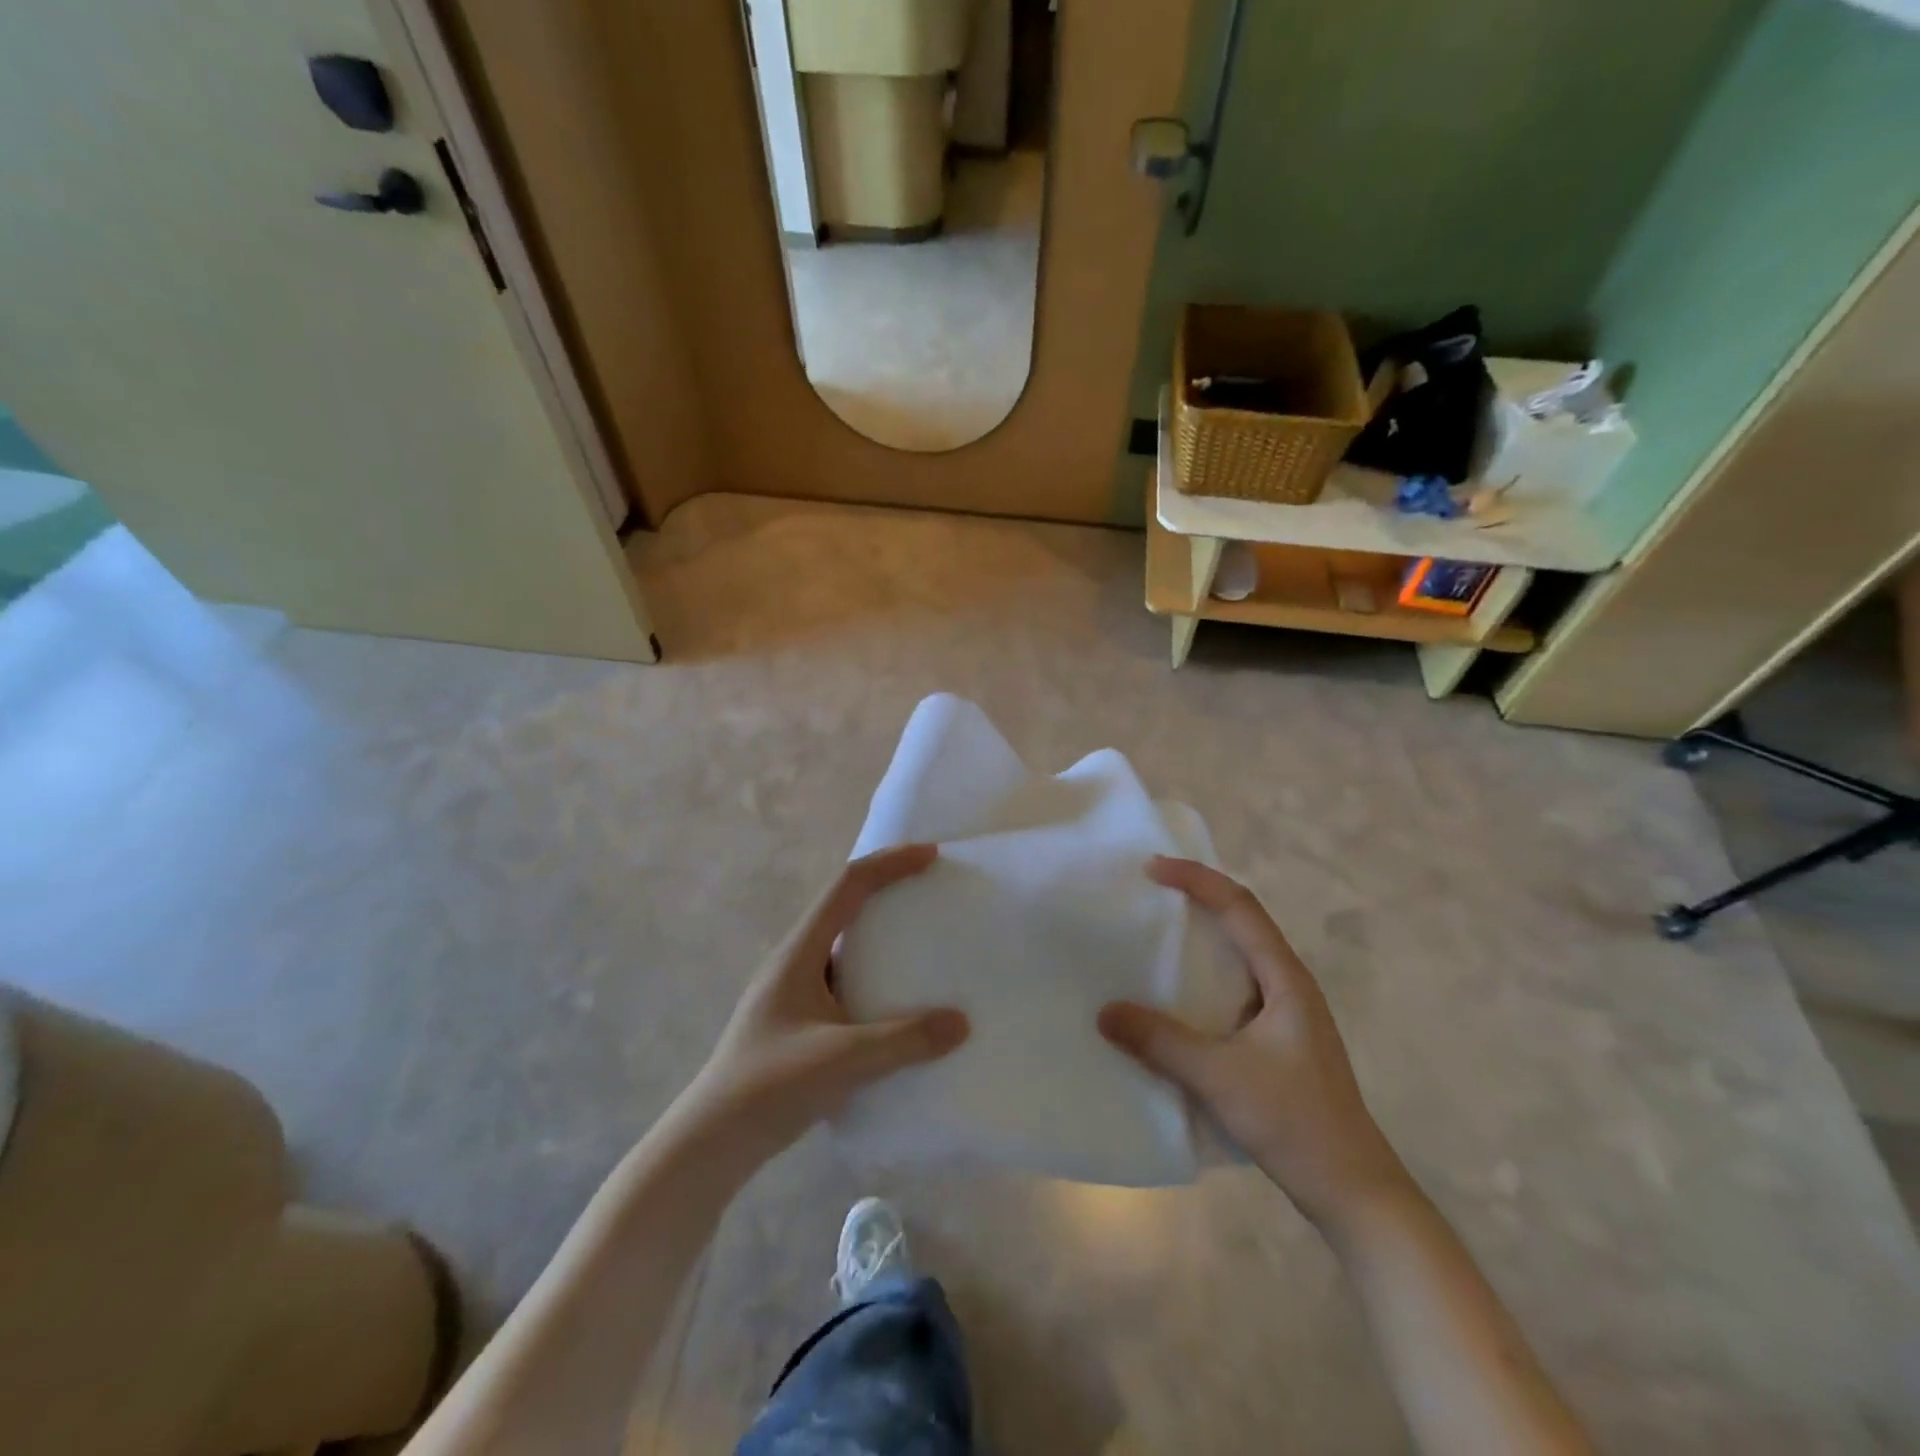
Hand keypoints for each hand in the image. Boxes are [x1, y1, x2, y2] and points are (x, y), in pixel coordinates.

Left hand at [688, 844, 969, 1153]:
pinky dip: (873, 974)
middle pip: (844, 905)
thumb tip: (961, 1022)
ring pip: (843, 944)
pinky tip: (896, 1003)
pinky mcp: (797, 1020)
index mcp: (800, 952)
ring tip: (922, 943)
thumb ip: (905, 1041)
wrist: (711, 1143)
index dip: (889, 862)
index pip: (848, 885)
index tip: (930, 855)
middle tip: (930, 891)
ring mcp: (793, 990)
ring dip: (880, 934)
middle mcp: (795, 960)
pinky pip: (843, 978)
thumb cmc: (771, 1087)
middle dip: (887, 888)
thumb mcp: (844, 1060)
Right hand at [1099, 857, 1408, 1228]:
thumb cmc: (1294, 1122)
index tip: (1152, 869)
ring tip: (1154, 935)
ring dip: (1201, 938)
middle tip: (1148, 892)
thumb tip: (1104, 1012)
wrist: (1353, 1192)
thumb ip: (1161, 1042)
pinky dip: (1202, 977)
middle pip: (1242, 921)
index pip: (1240, 906)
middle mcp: (1288, 984)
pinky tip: (1175, 997)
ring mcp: (1287, 1014)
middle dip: (1197, 898)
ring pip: (1239, 956)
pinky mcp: (1278, 1040)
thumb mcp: (1220, 1077)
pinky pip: (1234, 988)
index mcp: (1285, 978)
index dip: (1197, 879)